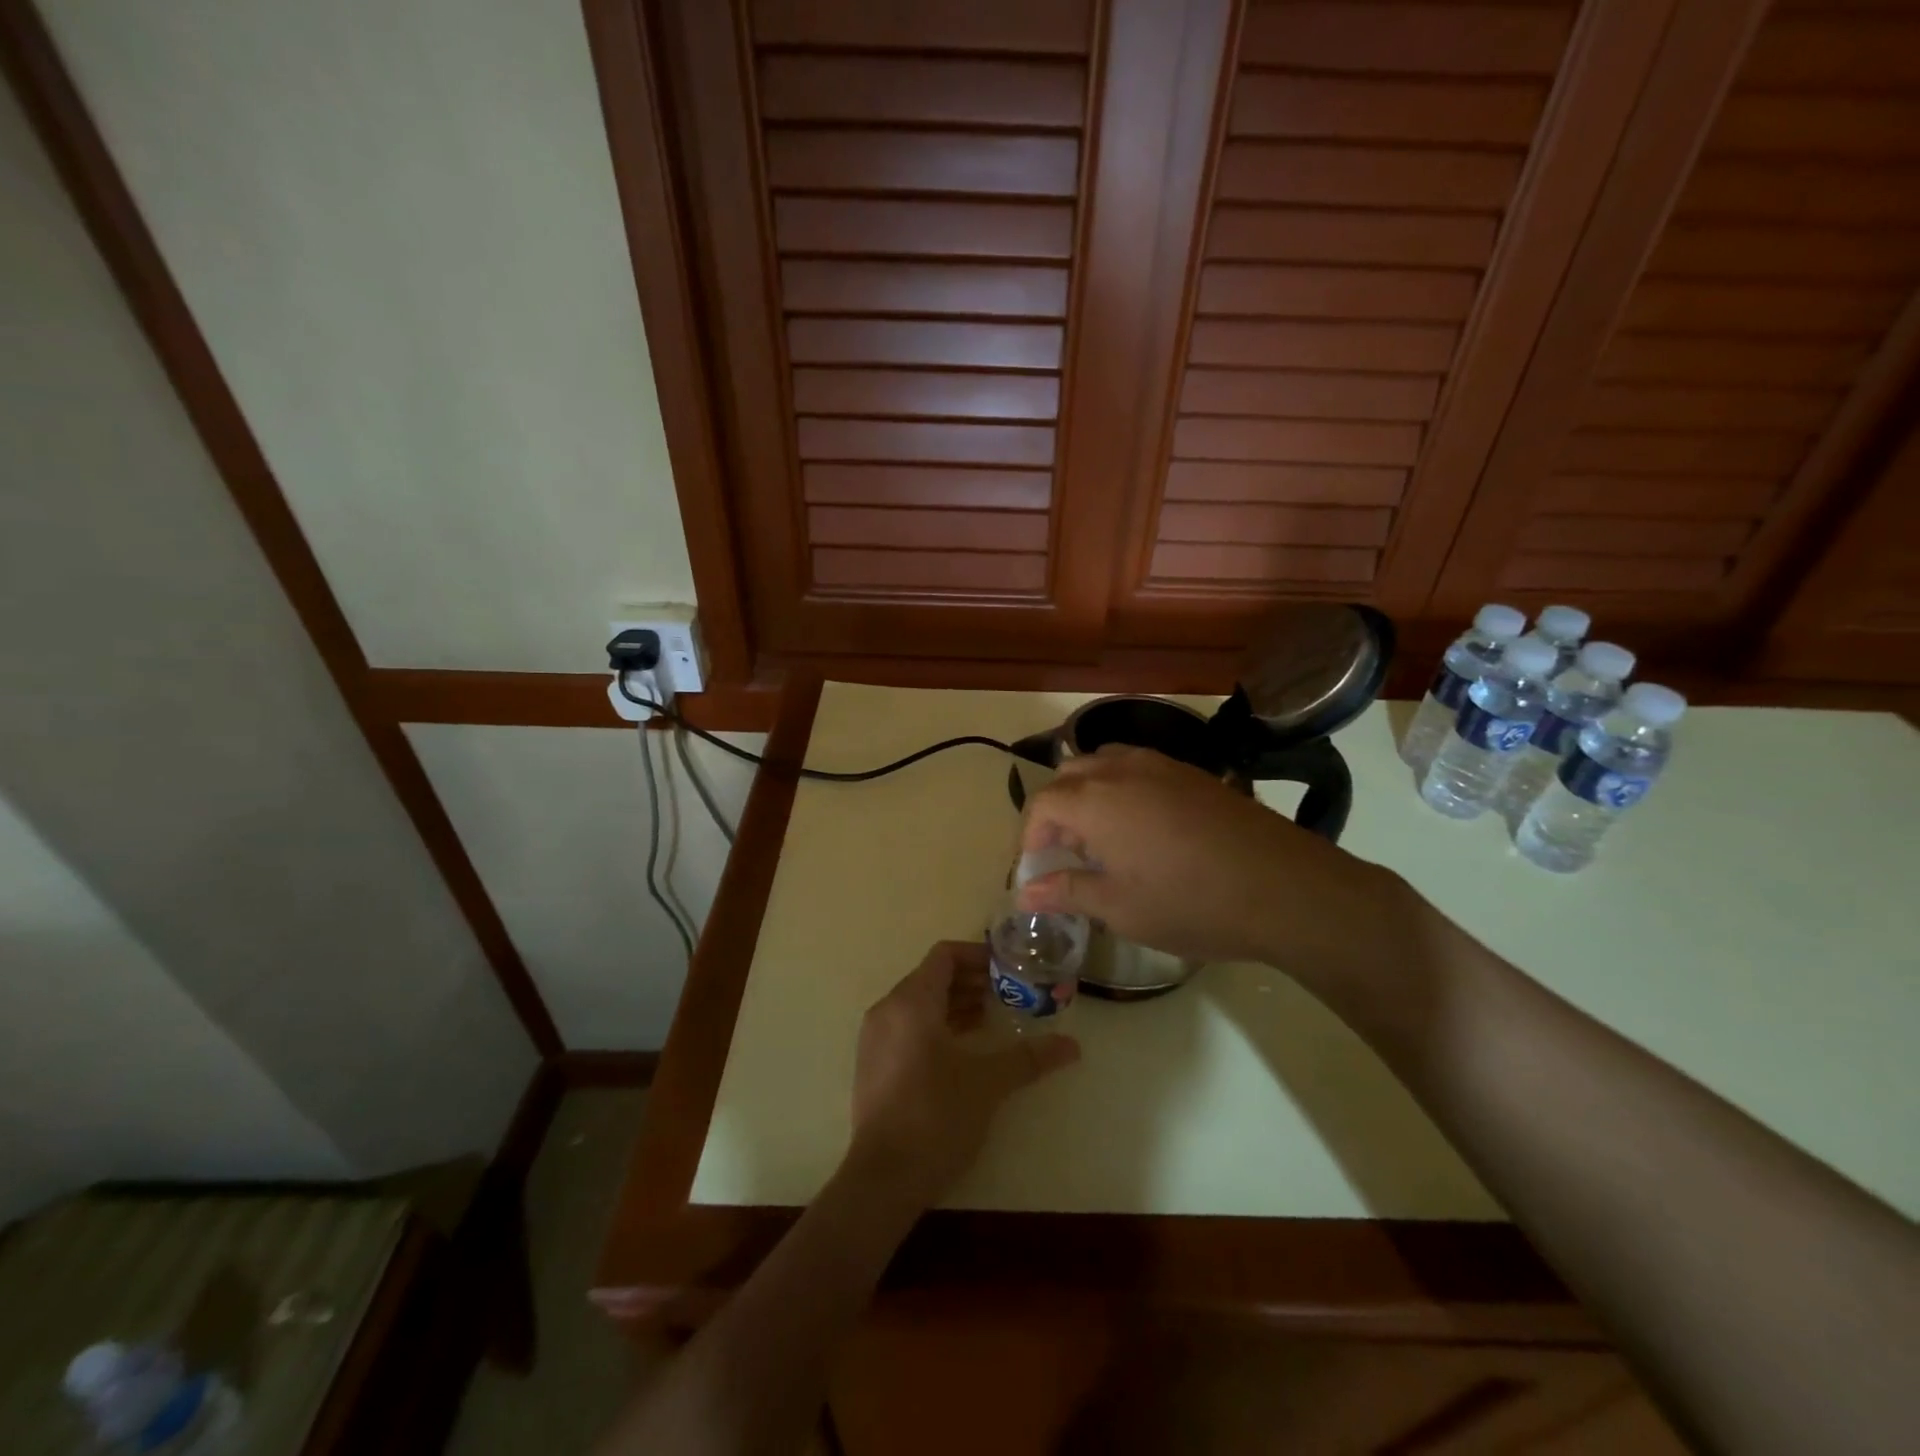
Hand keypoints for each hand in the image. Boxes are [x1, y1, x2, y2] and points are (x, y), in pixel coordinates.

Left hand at [847, 941, 1079, 1207]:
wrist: (883, 1179)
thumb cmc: (935, 1116)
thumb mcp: (987, 1083)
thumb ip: (1028, 1058)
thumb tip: (1072, 1045)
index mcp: (911, 1002)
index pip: (944, 955)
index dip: (978, 955)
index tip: (1008, 968)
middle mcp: (888, 1010)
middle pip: (932, 977)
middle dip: (971, 981)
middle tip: (1007, 994)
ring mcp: (875, 1038)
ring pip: (919, 1003)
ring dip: (955, 1004)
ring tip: (991, 1019)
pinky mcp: (873, 1064)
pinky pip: (907, 1026)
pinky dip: (936, 1025)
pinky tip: (964, 1049)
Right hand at [1016, 746, 1409, 976]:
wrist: (1284, 888)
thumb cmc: (1191, 903)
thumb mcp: (1120, 908)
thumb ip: (1067, 892)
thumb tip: (1026, 892)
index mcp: (1095, 800)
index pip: (1041, 804)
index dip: (1029, 836)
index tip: (1036, 871)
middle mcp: (1122, 769)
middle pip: (1069, 776)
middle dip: (1057, 812)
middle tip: (1068, 855)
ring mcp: (1161, 765)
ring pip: (1104, 763)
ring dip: (1089, 794)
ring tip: (1103, 839)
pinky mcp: (1193, 773)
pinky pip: (1139, 768)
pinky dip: (1123, 789)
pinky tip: (1145, 829)